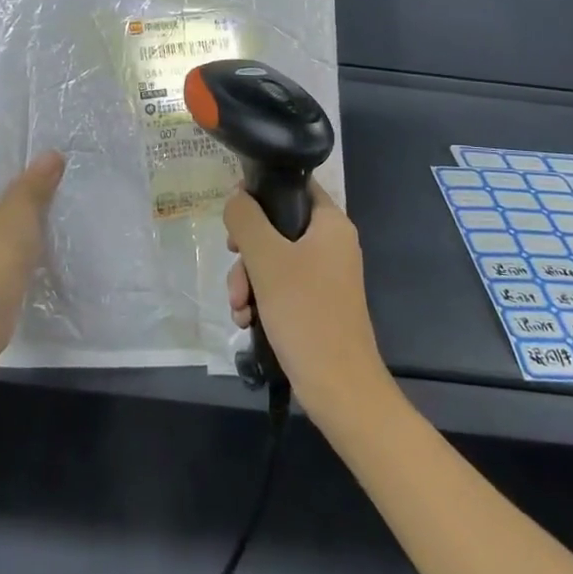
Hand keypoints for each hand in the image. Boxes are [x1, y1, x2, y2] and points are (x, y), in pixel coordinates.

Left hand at [0, 137, 63, 348]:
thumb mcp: (21, 210)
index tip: (40, 139)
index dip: (9, 140)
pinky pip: (0, 229)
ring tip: (55, 191)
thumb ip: (36, 180)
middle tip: (54, 163)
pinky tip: (45, 224)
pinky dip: (19, 224)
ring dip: (22, 199)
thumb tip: (51, 155)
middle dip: (20, 171)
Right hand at [224, 181, 391, 422]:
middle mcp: (331, 243)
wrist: (338, 387)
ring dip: (248, 280)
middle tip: (234, 264)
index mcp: (331, 223)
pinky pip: (280, 287)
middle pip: (277, 226)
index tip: (236, 212)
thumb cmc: (306, 313)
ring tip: (239, 307)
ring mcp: (325, 275)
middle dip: (247, 251)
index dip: (263, 190)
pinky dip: (261, 299)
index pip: (295, 186)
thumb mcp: (267, 259)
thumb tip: (236, 197)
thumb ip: (247, 220)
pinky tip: (247, 320)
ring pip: (273, 260)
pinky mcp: (316, 303)